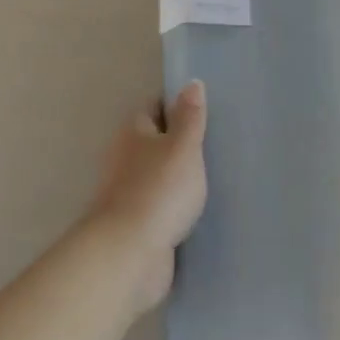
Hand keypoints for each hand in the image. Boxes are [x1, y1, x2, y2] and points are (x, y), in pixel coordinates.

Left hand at [83, 81, 208, 315]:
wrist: (129, 256)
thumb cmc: (158, 191)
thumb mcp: (183, 146)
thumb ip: (190, 117)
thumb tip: (192, 82)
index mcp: (133, 133)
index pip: (154, 107)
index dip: (176, 104)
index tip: (204, 108)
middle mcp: (125, 159)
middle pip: (154, 142)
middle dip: (178, 142)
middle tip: (215, 141)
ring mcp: (128, 195)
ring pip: (157, 176)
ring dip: (177, 177)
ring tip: (213, 174)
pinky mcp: (136, 227)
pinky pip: (160, 207)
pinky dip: (174, 206)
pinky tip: (198, 209)